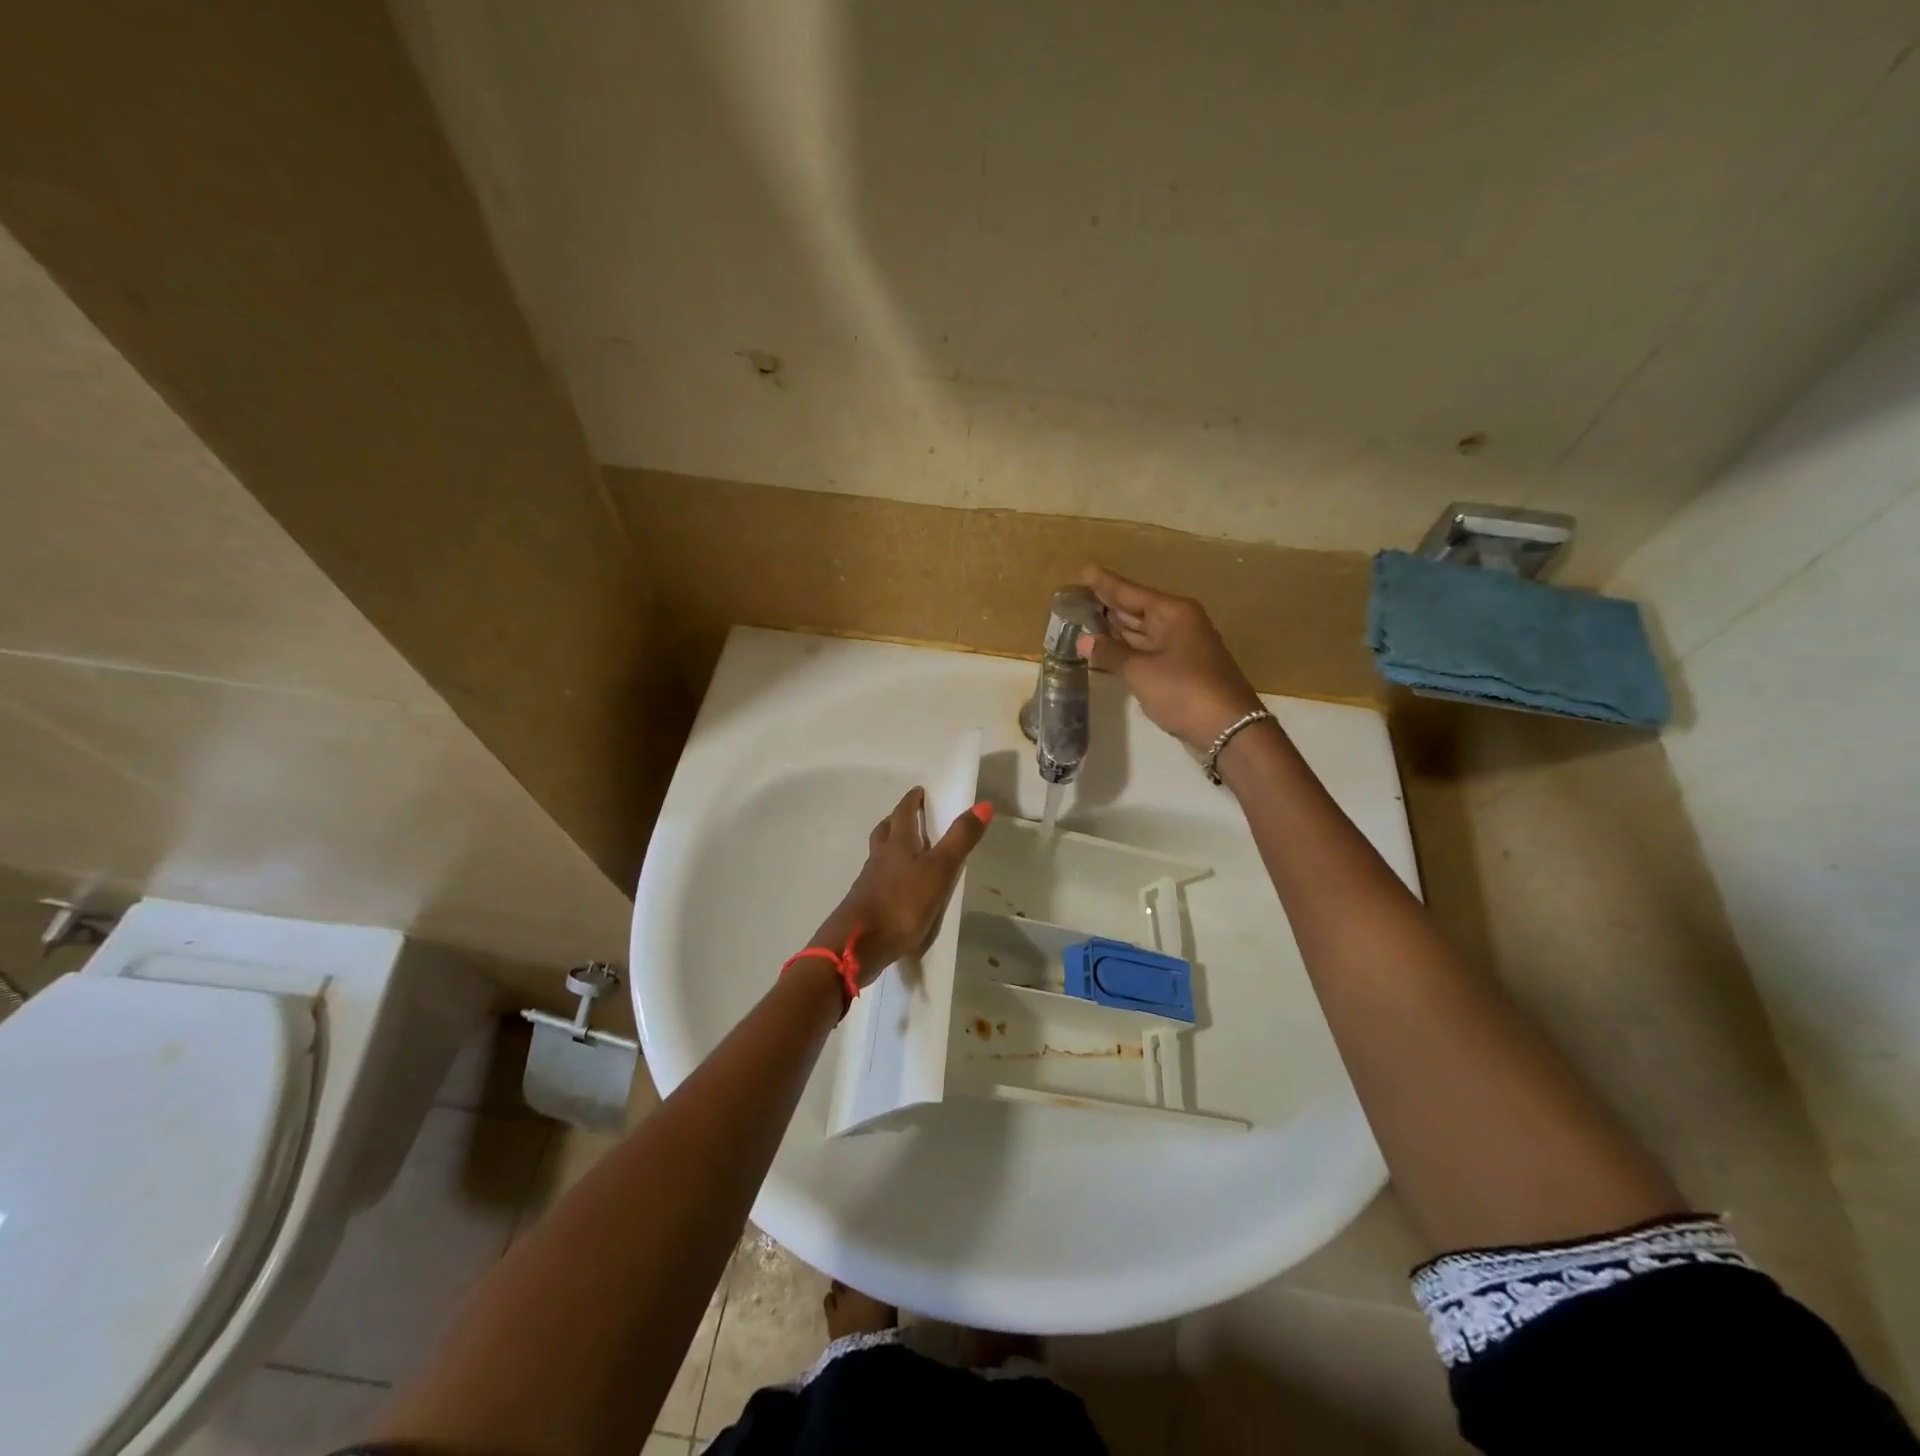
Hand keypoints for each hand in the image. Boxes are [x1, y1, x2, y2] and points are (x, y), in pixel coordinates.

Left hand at [811, 788, 990, 984]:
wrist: (857, 945)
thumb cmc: (901, 903)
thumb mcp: (939, 871)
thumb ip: (960, 839)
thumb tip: (983, 804)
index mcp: (898, 844)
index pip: (903, 813)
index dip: (911, 801)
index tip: (918, 791)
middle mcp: (880, 858)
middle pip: (885, 831)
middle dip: (897, 820)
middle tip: (909, 816)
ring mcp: (869, 882)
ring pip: (879, 855)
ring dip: (890, 847)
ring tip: (905, 851)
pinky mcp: (865, 905)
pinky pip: (877, 880)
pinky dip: (887, 875)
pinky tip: (898, 889)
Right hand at [1078, 564, 1264, 754]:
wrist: (1228, 729)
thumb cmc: (1184, 691)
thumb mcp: (1140, 671)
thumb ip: (1110, 653)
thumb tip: (1083, 639)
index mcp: (1173, 613)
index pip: (1131, 592)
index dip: (1106, 584)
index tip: (1085, 570)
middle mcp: (1179, 624)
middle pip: (1136, 609)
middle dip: (1108, 605)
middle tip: (1077, 597)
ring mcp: (1181, 648)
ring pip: (1141, 632)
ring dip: (1115, 629)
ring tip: (1085, 620)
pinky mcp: (1180, 670)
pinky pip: (1146, 651)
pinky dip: (1126, 650)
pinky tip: (1106, 650)